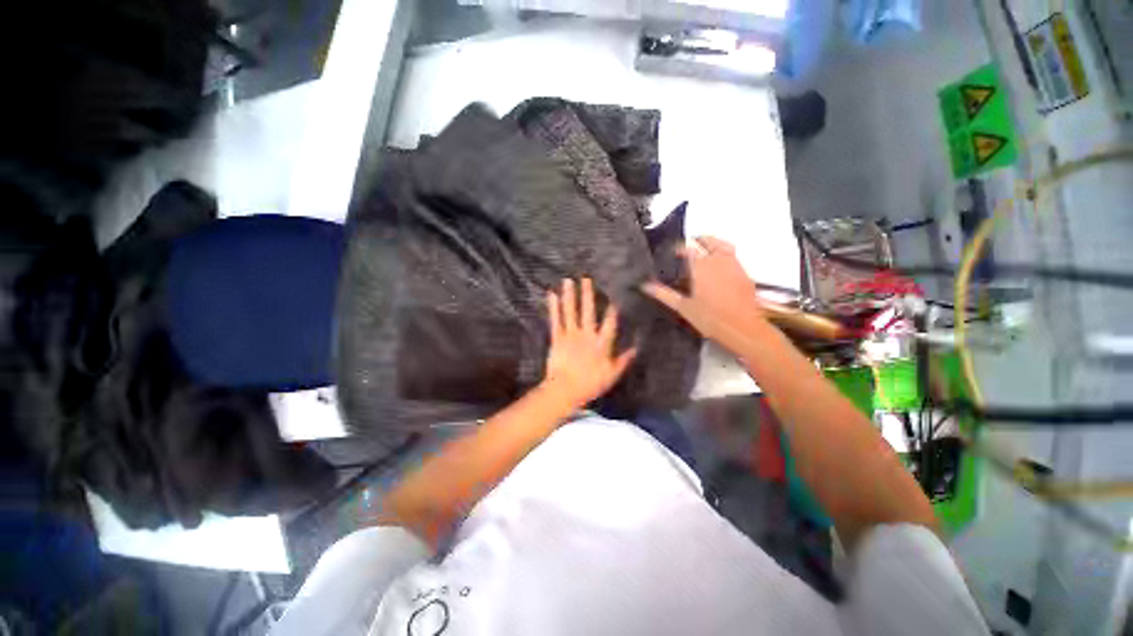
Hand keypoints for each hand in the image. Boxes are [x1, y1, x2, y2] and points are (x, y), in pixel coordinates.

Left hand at [541, 278, 636, 409]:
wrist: (565, 390)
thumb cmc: (590, 384)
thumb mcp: (612, 375)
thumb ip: (623, 361)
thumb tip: (636, 349)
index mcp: (601, 343)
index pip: (609, 323)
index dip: (612, 309)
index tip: (614, 294)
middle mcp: (586, 335)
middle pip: (588, 311)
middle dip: (588, 294)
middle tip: (586, 278)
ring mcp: (570, 335)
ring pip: (570, 312)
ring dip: (570, 295)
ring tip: (568, 280)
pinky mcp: (557, 338)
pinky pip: (555, 320)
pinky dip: (553, 307)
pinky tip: (551, 295)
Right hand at [642, 237, 768, 351]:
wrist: (743, 328)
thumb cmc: (709, 318)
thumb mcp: (682, 307)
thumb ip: (664, 294)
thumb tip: (645, 285)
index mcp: (701, 266)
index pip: (688, 248)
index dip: (679, 248)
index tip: (673, 253)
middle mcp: (719, 260)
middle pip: (708, 241)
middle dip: (697, 241)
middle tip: (689, 247)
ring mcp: (734, 265)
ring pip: (724, 246)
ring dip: (713, 244)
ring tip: (705, 251)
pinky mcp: (745, 274)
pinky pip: (734, 257)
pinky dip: (725, 255)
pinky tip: (719, 267)